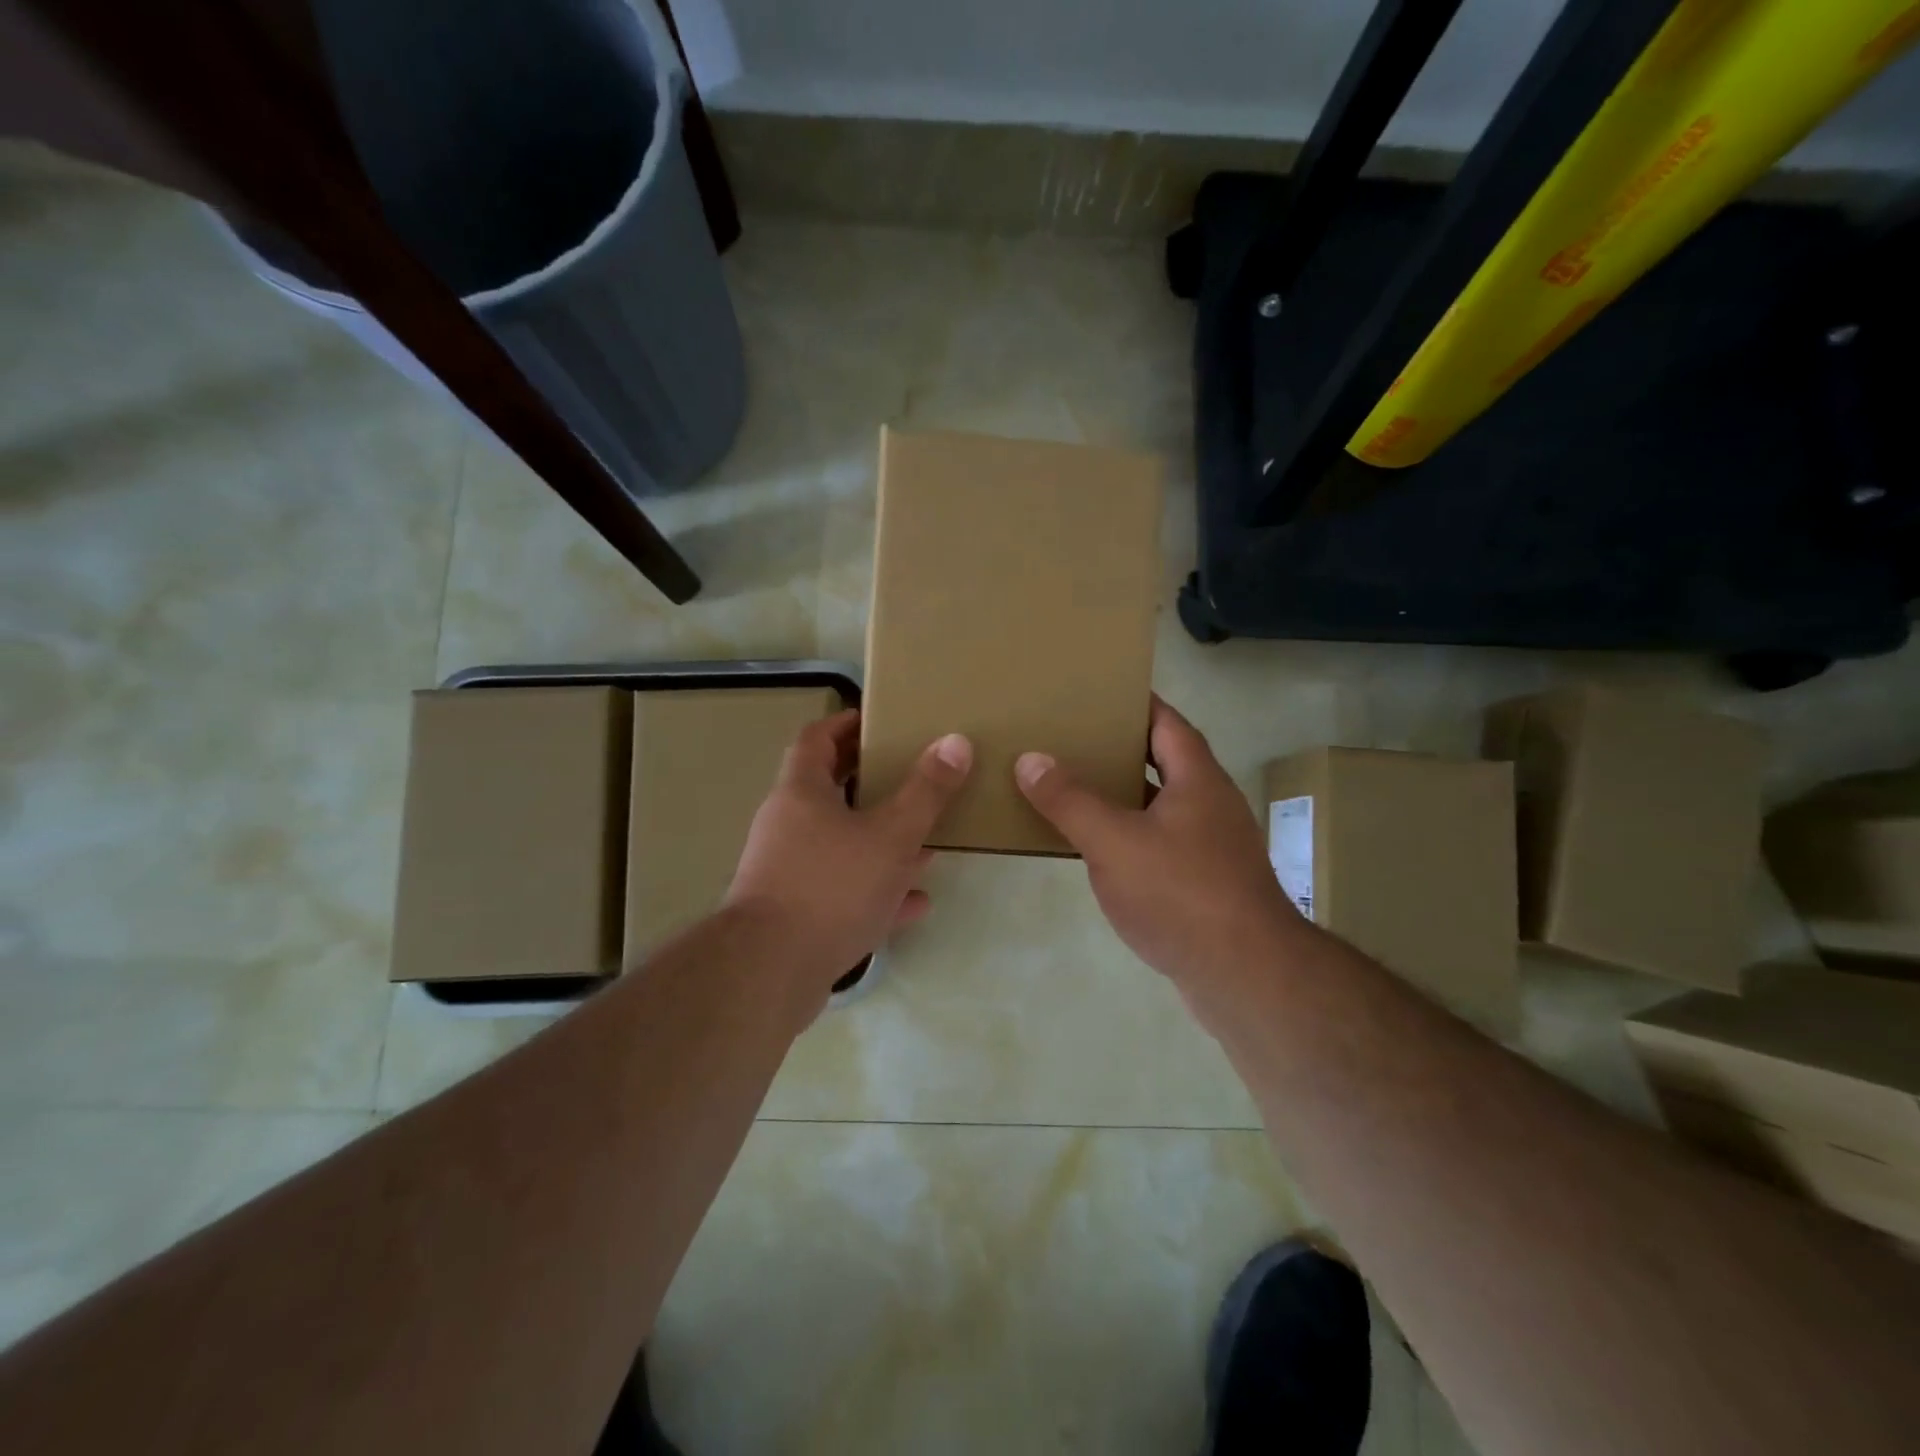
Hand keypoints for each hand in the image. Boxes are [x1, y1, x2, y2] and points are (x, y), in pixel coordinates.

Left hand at [727, 709, 971, 999]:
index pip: (817, 738)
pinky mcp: (797, 914)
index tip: (880, 720)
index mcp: (801, 792)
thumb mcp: (891, 834)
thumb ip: (926, 791)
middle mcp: (788, 825)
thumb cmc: (831, 886)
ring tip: (926, 840)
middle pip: (830, 790)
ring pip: (841, 844)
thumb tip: (956, 742)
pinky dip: (877, 890)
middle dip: (872, 782)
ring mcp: (789, 872)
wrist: (770, 972)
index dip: (846, 723)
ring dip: (881, 841)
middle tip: (913, 775)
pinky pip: (843, 891)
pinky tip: (916, 901)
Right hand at [1015, 696, 1302, 994]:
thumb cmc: (1180, 893)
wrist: (1244, 975)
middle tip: (1072, 739)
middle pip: (1165, 762)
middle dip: (1121, 749)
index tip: (1099, 691)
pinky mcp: (1206, 885)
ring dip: (1124, 796)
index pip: (1167, 722)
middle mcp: (1211, 805)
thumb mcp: (1113, 842)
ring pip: (1161, 807)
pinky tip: (1099, 850)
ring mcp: (1212, 847)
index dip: (1136, 703)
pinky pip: (1161, 844)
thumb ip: (1070, 800)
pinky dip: (1131, 837)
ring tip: (1074, 788)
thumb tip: (1030, 759)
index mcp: (1198, 780)